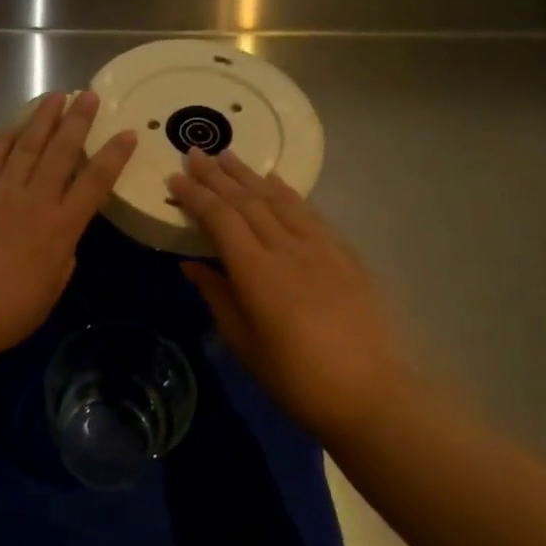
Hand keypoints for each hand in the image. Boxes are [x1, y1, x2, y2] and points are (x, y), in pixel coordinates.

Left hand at [0, 91, 135, 361]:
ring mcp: (1, 192)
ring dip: (44, 118)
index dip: (114, 156)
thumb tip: (63, 241)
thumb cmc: (6, 313)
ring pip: (28, 145)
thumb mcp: (50, 292)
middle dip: (78, 121)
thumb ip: (62, 260)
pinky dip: (6, 137)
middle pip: (62, 152)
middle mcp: (35, 201)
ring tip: (56, 95)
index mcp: (61, 229)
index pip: (95, 183)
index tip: (127, 134)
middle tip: (89, 95)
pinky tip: (14, 124)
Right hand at [170, 148, 411, 439]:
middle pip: (247, 201)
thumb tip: (190, 264)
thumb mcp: (244, 344)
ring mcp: (321, 247)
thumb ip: (217, 296)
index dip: (195, 195)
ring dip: (250, 175)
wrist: (371, 393)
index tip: (174, 177)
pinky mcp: (345, 254)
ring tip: (228, 155)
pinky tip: (276, 182)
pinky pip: (309, 212)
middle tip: (194, 152)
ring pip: (279, 199)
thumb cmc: (296, 378)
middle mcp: (287, 248)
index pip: (220, 219)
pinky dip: (287, 192)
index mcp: (257, 273)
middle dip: (217, 175)